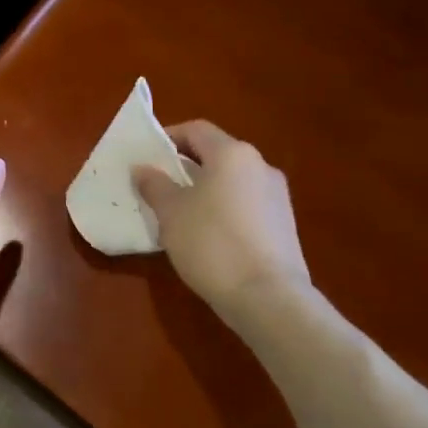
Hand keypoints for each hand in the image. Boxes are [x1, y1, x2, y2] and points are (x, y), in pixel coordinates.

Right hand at [134, 121, 315, 330]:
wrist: (268, 298)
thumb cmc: (212, 243)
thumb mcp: (171, 213)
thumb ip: (154, 185)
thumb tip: (143, 168)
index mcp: (233, 154)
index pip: (196, 130)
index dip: (168, 138)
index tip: (147, 158)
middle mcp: (260, 166)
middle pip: (216, 155)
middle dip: (185, 167)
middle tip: (158, 187)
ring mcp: (277, 197)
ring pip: (231, 182)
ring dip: (205, 191)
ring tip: (179, 216)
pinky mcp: (284, 226)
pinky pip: (245, 206)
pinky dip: (224, 211)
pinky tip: (207, 238)